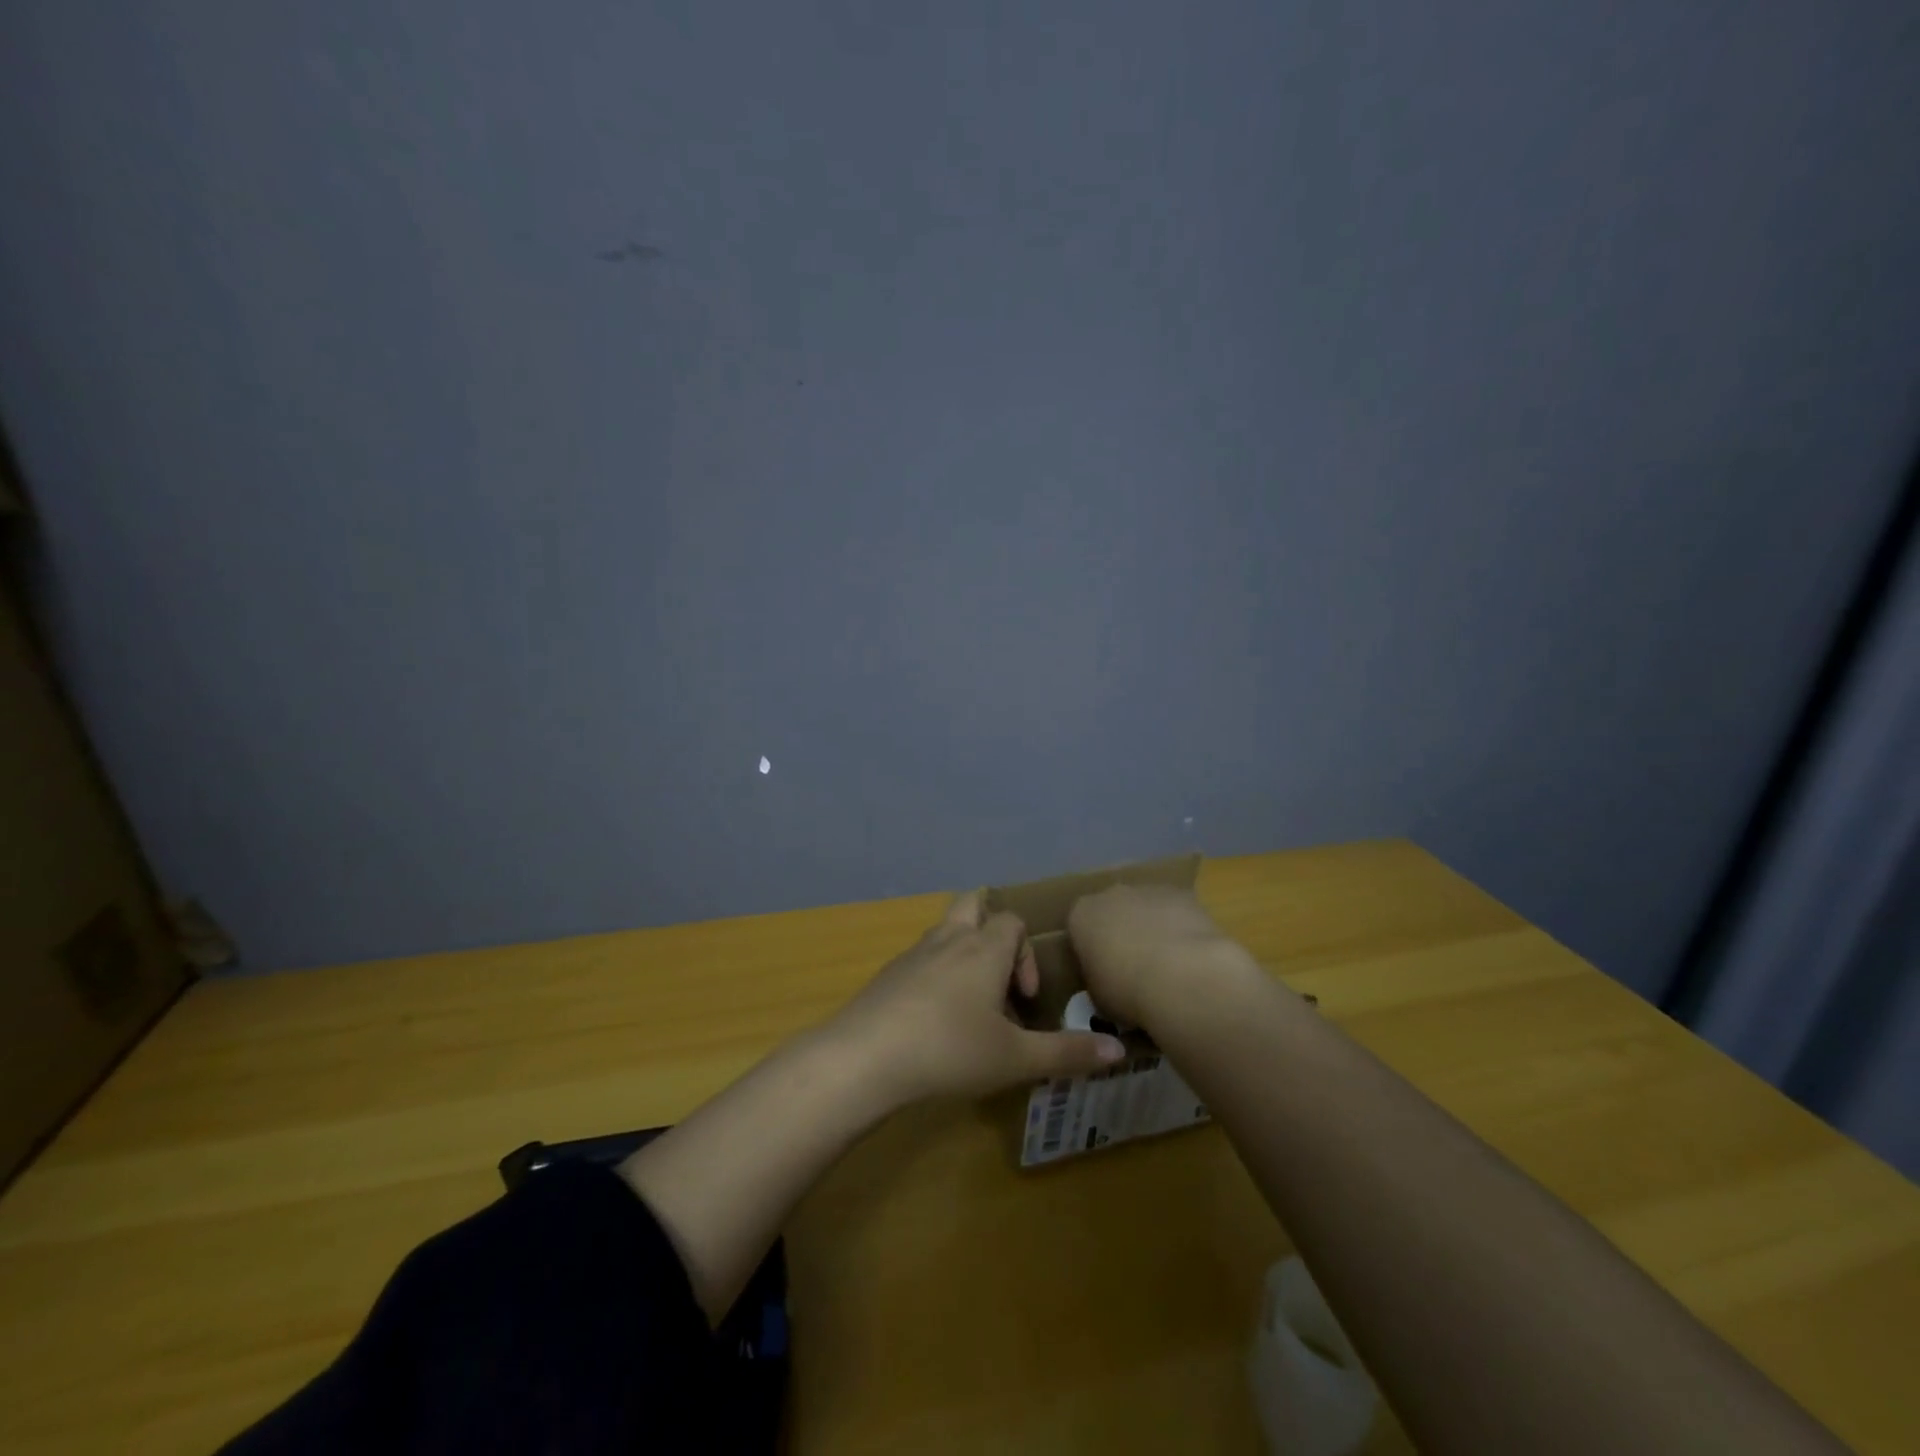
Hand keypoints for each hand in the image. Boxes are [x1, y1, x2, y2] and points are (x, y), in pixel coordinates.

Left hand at [833, 892, 1126, 1104]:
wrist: (865, 1057)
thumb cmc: (950, 1050)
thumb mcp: (1016, 1058)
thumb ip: (1068, 1053)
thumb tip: (1118, 1049)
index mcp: (983, 948)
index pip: (1013, 922)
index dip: (1027, 956)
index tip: (1025, 1002)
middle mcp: (949, 939)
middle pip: (973, 905)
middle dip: (991, 931)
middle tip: (998, 977)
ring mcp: (913, 954)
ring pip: (945, 932)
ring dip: (963, 956)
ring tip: (970, 1005)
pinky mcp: (887, 974)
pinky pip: (921, 959)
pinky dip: (936, 976)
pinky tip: (933, 1021)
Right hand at [1067, 884, 1264, 1030]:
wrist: (1181, 977)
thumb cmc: (1127, 990)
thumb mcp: (1098, 997)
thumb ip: (1098, 980)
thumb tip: (1108, 982)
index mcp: (1081, 915)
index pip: (1079, 929)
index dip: (1090, 951)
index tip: (1102, 974)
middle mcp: (1111, 894)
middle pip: (1113, 911)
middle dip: (1121, 933)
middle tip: (1133, 969)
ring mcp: (1148, 891)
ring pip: (1146, 908)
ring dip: (1152, 929)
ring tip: (1167, 967)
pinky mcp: (1183, 895)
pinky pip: (1176, 912)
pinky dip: (1180, 929)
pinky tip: (1190, 958)